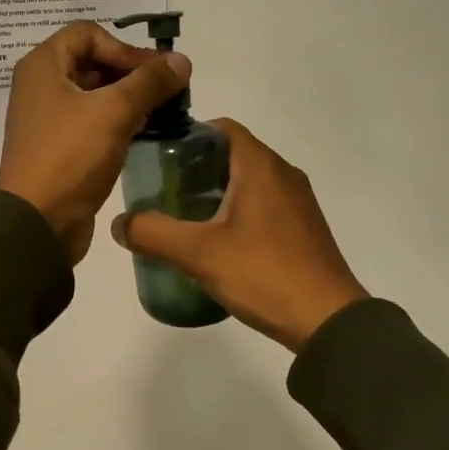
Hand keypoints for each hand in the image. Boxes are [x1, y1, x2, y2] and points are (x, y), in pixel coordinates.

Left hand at [0, 21, 190, 263]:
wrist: (37, 221)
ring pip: (94, 93)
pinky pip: (91, 120)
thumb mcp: (114, 112)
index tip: (151, 73)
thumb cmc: (70, 156)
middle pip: (92, 61)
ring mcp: (48, 117)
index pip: (88, 33)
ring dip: (127, 98)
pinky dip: (116, 121)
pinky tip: (142, 133)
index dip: (123, 47)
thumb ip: (150, 82)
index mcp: (43, 66)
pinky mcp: (59, 145)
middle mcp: (41, 85)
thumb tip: (181, 60)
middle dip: (130, 72)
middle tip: (164, 91)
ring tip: (160, 112)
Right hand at [112, 119, 367, 349]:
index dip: (189, 135)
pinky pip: (263, 203)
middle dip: (196, 166)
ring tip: (182, 215)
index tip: (160, 156)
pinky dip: (237, 209)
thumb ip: (154, 234)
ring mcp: (298, 202)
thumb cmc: (264, 273)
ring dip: (216, 190)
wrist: (329, 321)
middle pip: (232, 153)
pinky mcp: (303, 228)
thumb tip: (119, 223)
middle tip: (162, 189)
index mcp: (261, 166)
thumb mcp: (199, 253)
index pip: (222, 127)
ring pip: (249, 180)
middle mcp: (283, 174)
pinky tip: (217, 240)